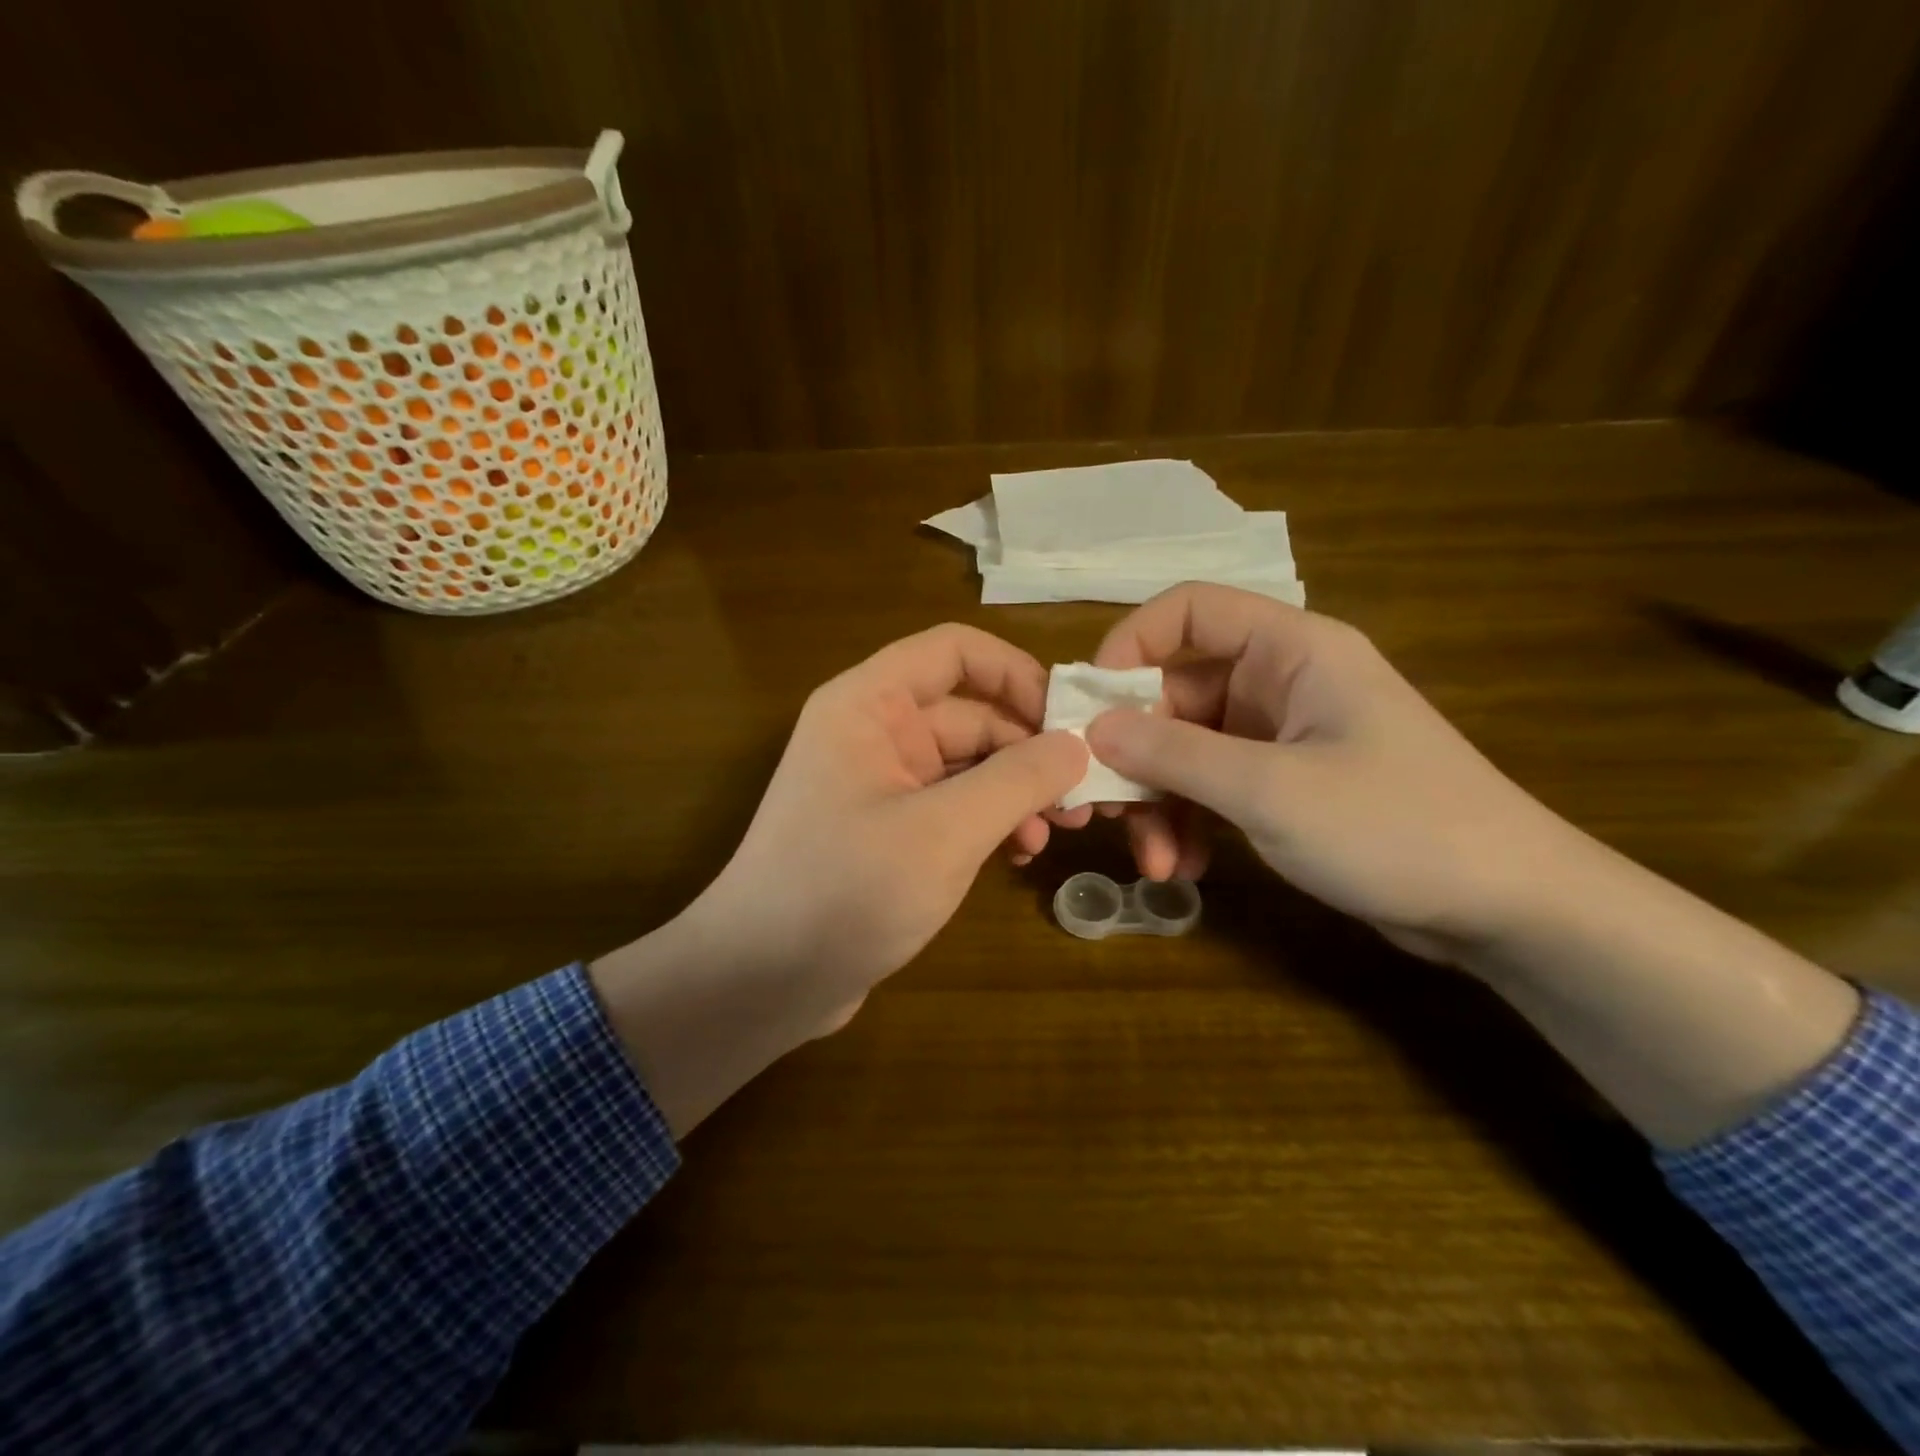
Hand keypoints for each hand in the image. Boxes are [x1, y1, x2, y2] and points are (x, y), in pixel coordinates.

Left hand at [696, 622, 1089, 1023]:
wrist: (760, 982)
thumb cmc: (845, 891)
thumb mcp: (944, 832)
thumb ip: (1017, 779)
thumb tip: (1077, 745)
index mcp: (869, 705)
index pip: (954, 650)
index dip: (1016, 673)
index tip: (1071, 718)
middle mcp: (873, 732)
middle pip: (970, 713)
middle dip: (1029, 750)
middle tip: (1084, 797)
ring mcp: (880, 783)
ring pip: (968, 764)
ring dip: (1016, 792)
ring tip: (1056, 833)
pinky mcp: (889, 831)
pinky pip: (954, 806)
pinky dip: (990, 822)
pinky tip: (1020, 854)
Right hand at [1085, 583, 1585, 959]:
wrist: (1509, 908)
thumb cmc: (1395, 827)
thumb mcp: (1269, 790)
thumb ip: (1173, 754)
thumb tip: (1092, 729)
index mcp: (1290, 649)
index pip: (1188, 611)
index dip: (1127, 646)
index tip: (1087, 708)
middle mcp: (1280, 680)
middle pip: (1174, 692)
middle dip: (1136, 756)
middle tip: (1102, 811)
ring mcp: (1281, 734)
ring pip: (1186, 747)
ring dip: (1159, 802)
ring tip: (1156, 863)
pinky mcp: (1284, 782)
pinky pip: (1212, 784)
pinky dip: (1190, 820)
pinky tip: (1187, 866)